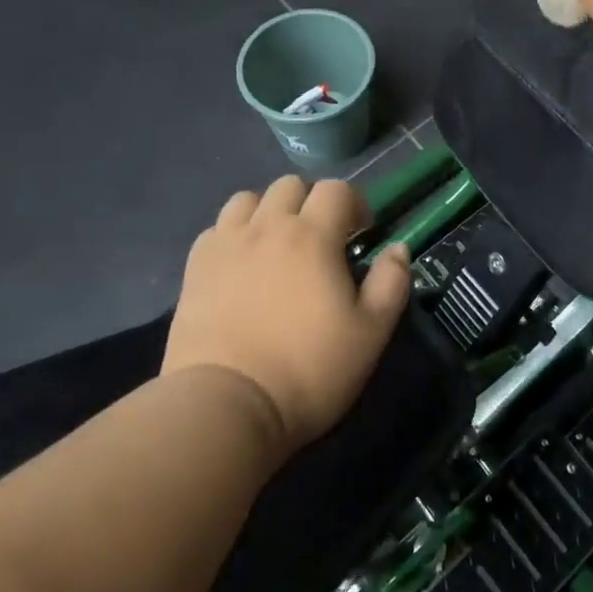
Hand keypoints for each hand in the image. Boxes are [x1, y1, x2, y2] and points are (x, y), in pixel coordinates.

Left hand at [164, 176, 411, 456]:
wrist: (225, 406)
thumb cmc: (309, 369)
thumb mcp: (371, 332)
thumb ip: (391, 283)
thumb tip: (398, 249)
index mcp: (313, 235)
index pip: (336, 189)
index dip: (354, 204)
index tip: (360, 234)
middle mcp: (268, 226)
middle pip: (290, 185)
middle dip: (311, 202)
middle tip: (320, 240)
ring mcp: (226, 245)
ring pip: (248, 200)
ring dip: (268, 212)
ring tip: (276, 246)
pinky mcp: (194, 269)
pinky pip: (216, 229)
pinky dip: (233, 235)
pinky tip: (241, 265)